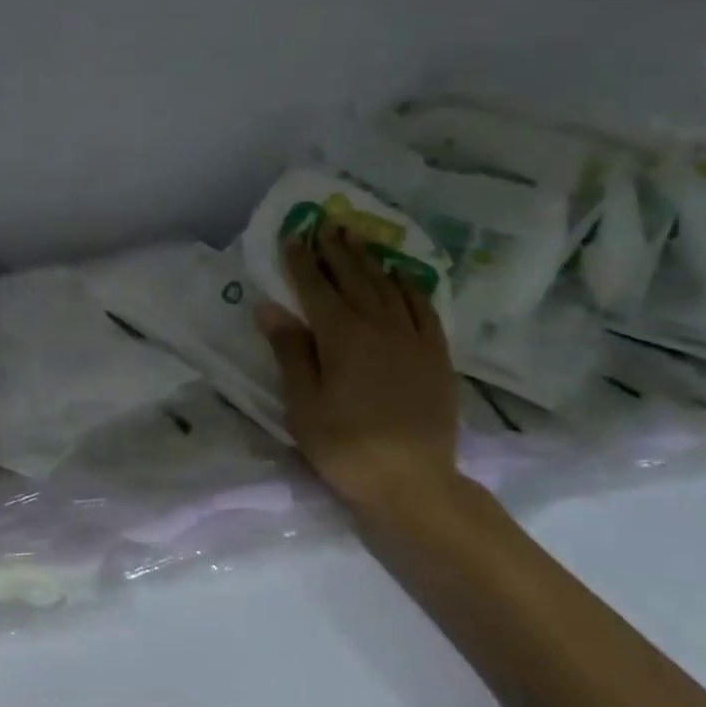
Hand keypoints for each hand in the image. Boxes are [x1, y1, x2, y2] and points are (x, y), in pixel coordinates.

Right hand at [257, 222, 461, 522]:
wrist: (413, 482)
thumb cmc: (346, 446)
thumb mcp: (304, 404)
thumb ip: (289, 350)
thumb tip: (269, 306)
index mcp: (342, 336)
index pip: (317, 287)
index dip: (302, 261)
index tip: (292, 236)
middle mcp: (380, 325)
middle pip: (354, 277)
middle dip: (336, 250)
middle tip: (324, 224)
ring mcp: (413, 337)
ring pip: (388, 285)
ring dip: (369, 259)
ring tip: (356, 238)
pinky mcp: (437, 354)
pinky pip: (423, 306)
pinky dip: (409, 284)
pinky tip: (401, 274)